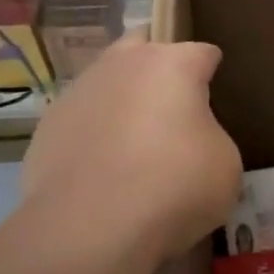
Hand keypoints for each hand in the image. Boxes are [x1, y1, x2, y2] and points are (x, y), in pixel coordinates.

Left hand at [18, 31, 241, 273]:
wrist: (90, 227)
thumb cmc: (174, 186)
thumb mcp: (225, 165)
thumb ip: (212, 137)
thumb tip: (192, 141)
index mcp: (172, 64)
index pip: (202, 52)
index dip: (213, 73)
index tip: (217, 99)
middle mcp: (121, 64)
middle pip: (143, 45)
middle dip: (158, 66)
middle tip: (172, 108)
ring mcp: (78, 93)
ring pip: (107, 81)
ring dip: (122, 101)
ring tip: (134, 146)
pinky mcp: (47, 127)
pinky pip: (81, 120)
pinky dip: (94, 136)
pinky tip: (103, 172)